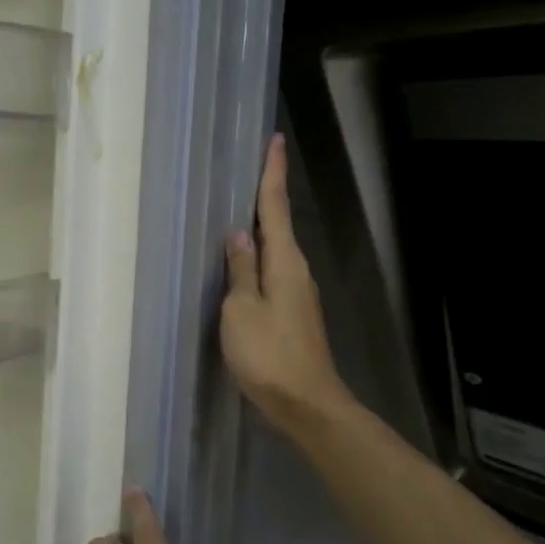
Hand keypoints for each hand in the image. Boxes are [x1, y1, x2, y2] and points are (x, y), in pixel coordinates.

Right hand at [222, 134, 346, 431]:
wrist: (306, 403)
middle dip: (266, 195)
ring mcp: (297, 292)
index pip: (277, 207)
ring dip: (260, 227)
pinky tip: (242, 261)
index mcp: (284, 261)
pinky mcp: (293, 312)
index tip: (274, 140)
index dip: (273, 173)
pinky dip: (258, 257)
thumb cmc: (268, 353)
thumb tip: (238, 233)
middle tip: (250, 168)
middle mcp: (296, 270)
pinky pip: (272, 271)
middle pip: (278, 224)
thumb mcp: (242, 309)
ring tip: (238, 210)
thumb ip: (239, 268)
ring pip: (275, 249)